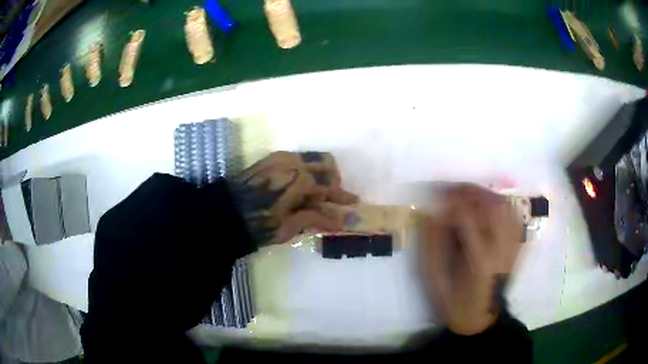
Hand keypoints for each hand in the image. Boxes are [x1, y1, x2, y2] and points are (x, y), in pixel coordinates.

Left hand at [230, 151, 357, 246]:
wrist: (224, 213)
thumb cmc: (257, 224)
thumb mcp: (289, 227)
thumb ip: (317, 218)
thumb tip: (343, 219)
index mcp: (299, 179)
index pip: (330, 184)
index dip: (342, 196)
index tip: (353, 203)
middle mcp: (292, 161)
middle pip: (325, 162)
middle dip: (332, 180)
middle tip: (329, 199)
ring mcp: (280, 157)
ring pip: (311, 158)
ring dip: (319, 174)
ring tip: (312, 196)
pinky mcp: (271, 159)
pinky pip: (297, 159)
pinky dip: (305, 170)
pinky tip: (298, 189)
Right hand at [419, 184, 522, 334]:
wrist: (481, 317)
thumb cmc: (454, 302)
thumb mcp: (434, 279)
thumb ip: (429, 245)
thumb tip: (428, 212)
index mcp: (478, 261)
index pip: (467, 217)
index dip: (449, 204)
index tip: (434, 202)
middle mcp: (501, 249)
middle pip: (491, 205)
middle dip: (468, 191)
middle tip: (450, 191)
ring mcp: (513, 246)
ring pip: (504, 206)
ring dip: (483, 194)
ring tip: (467, 195)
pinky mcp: (517, 246)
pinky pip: (513, 214)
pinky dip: (499, 203)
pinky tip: (486, 206)